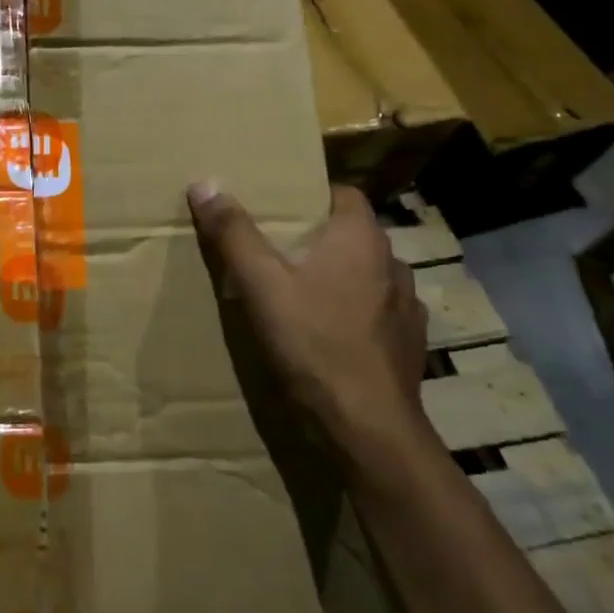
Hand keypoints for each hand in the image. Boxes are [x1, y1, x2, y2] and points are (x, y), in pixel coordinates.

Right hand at [187, 181, 431, 466]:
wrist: (367, 429)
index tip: (278, 206)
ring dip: (338, 276)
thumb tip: (205, 183)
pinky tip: (327, 331)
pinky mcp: (408, 345)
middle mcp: (392, 264)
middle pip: (351, 235)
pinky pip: (376, 313)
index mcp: (361, 239)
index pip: (343, 194)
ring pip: (366, 275)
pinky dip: (353, 312)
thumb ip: (233, 233)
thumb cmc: (313, 342)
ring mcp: (406, 307)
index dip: (311, 195)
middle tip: (274, 247)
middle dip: (317, 237)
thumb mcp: (260, 284)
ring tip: (299, 290)